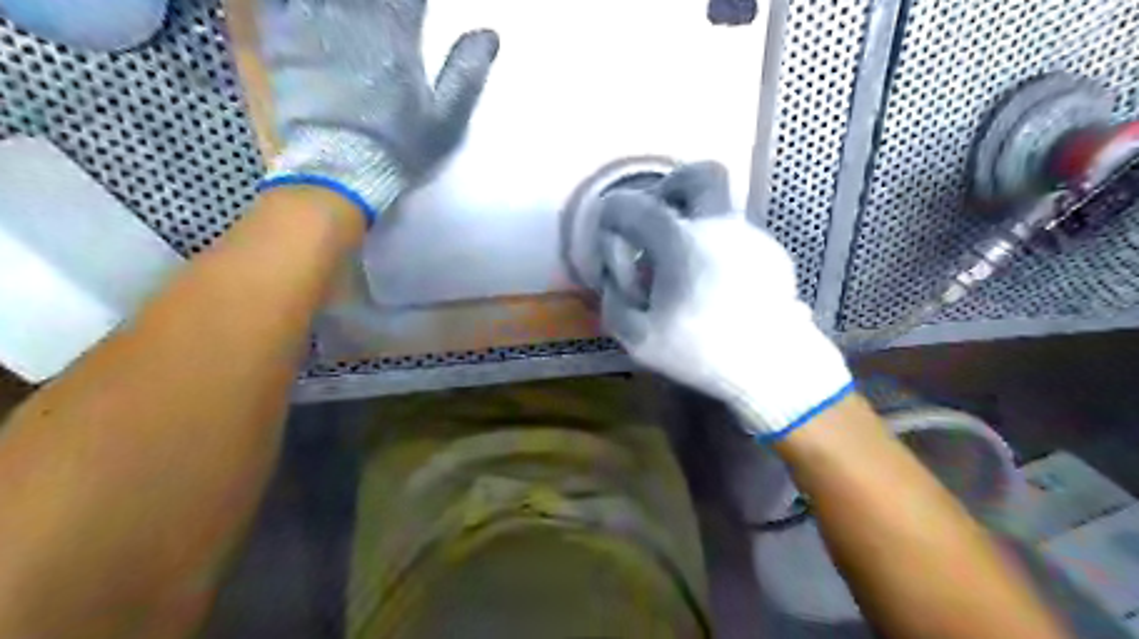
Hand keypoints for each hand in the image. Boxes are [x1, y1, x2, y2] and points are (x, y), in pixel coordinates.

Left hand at [259, 0, 499, 226]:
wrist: (341, 171)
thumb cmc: (399, 147)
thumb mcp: (445, 120)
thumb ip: (465, 74)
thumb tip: (489, 34)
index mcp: (395, 35)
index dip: (413, 1)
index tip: (418, 10)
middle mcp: (353, 19)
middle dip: (379, 3)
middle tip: (386, 15)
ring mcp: (311, 26)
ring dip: (346, 4)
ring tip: (357, 16)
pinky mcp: (281, 40)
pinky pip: (280, 1)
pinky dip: (293, 3)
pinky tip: (314, 11)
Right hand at [599, 161, 848, 438]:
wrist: (775, 369)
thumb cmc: (703, 353)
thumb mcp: (639, 339)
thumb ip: (614, 301)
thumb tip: (615, 278)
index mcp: (682, 242)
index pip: (633, 206)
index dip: (612, 216)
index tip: (610, 238)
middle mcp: (720, 227)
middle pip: (700, 174)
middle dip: (671, 186)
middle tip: (657, 218)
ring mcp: (752, 238)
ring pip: (718, 209)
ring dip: (692, 226)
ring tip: (683, 273)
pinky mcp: (772, 256)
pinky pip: (735, 236)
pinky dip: (715, 248)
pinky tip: (713, 287)